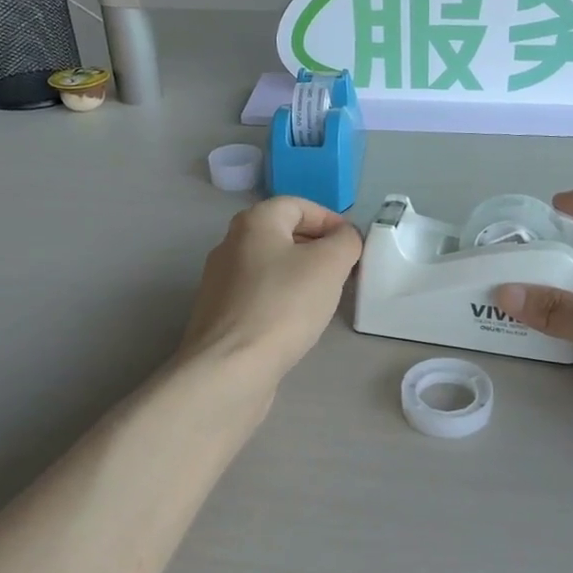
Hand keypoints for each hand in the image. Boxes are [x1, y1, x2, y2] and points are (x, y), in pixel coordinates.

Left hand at [180, 197, 362, 384]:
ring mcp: (221, 281)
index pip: (297, 205)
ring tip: (324, 297)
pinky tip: (296, 321)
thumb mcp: (329, 265)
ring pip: (270, 266)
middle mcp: (230, 244)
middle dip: (316, 247)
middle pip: (282, 234)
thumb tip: (345, 237)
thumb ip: (345, 241)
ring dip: (300, 274)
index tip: (352, 245)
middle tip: (343, 270)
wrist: (230, 367)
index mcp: (254, 223)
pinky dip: (282, 299)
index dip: (330, 219)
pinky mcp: (221, 314)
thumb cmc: (283, 306)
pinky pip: (259, 294)